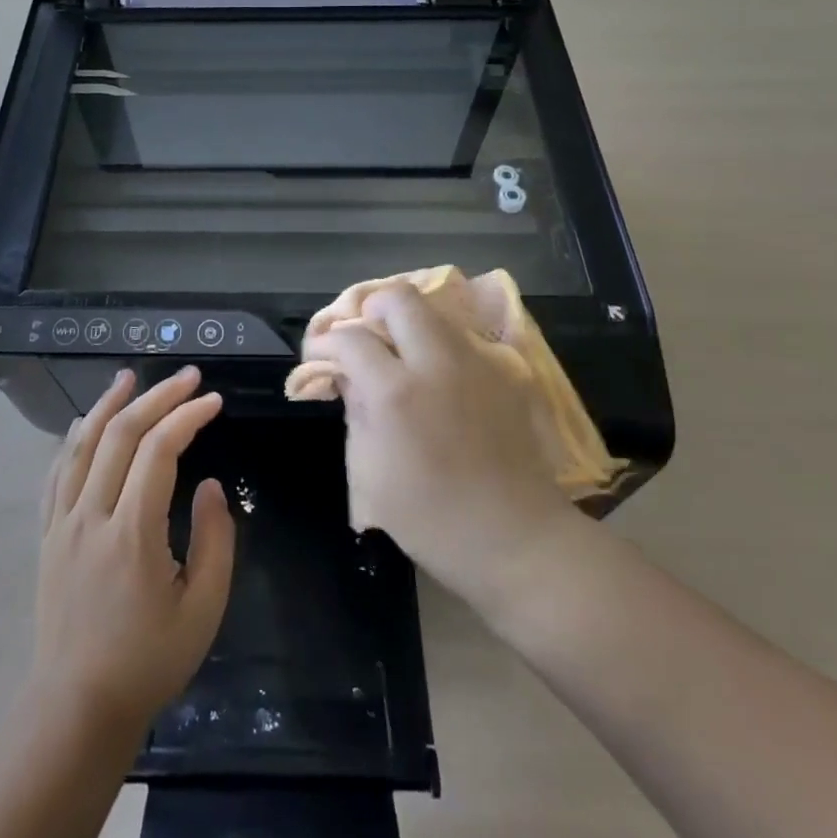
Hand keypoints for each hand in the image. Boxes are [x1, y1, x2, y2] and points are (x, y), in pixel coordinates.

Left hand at [31, 368, 233, 736]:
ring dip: (108, 404)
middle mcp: (91, 516)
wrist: (77, 707)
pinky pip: (56, 474)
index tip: (213, 401)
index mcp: (131, 533)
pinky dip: (73, 440)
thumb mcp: (202, 609)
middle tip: (187, 376)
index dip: (187, 417)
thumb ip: (214, 541)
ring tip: (129, 377)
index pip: (158, 451)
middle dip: (157, 397)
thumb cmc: (148, 661)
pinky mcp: (46, 535)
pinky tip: (84, 424)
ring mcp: (61, 523)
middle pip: (120, 435)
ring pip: (81, 445)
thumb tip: (208, 485)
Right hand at [308, 284, 578, 605]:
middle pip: (397, 298)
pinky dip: (439, 344)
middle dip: (370, 309)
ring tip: (398, 355)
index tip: (319, 357)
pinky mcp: (505, 370)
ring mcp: (477, 361)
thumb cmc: (430, 518)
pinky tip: (436, 376)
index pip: (350, 338)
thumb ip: (354, 410)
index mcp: (396, 393)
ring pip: (434, 310)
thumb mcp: (368, 471)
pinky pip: (462, 337)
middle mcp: (437, 362)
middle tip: (362, 339)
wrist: (516, 539)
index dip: (325, 343)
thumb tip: (346, 375)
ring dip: (407, 323)